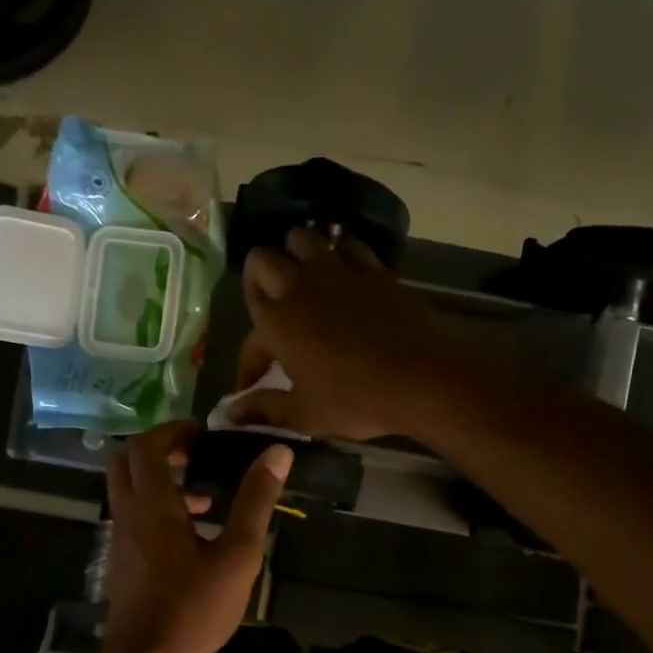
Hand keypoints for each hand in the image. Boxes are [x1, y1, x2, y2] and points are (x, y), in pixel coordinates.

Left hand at [103, 422, 291, 652]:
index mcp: (152, 506)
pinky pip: (133, 518)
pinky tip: (192, 539)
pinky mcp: (121, 563)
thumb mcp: (237, 554)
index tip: (204, 434)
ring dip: (159, 483)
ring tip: (204, 500)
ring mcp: (120, 541)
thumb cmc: (194, 608)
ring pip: (128, 492)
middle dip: (159, 450)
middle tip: (195, 456)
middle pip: (127, 462)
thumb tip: (277, 452)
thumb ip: (255, 501)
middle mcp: (128, 515)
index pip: (147, 446)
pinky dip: (156, 510)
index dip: (173, 430)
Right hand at [228, 227, 459, 440]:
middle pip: (262, 260)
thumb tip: (230, 414)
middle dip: (258, 278)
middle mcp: (299, 288)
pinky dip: (338, 250)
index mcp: (276, 324)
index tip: (253, 386)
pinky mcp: (372, 269)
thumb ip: (263, 408)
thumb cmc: (356, 400)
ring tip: (301, 276)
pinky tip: (342, 269)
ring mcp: (338, 272)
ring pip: (302, 238)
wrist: (422, 379)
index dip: (247, 364)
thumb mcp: (304, 414)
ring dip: (295, 253)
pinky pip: (347, 243)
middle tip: (269, 303)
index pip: (248, 337)